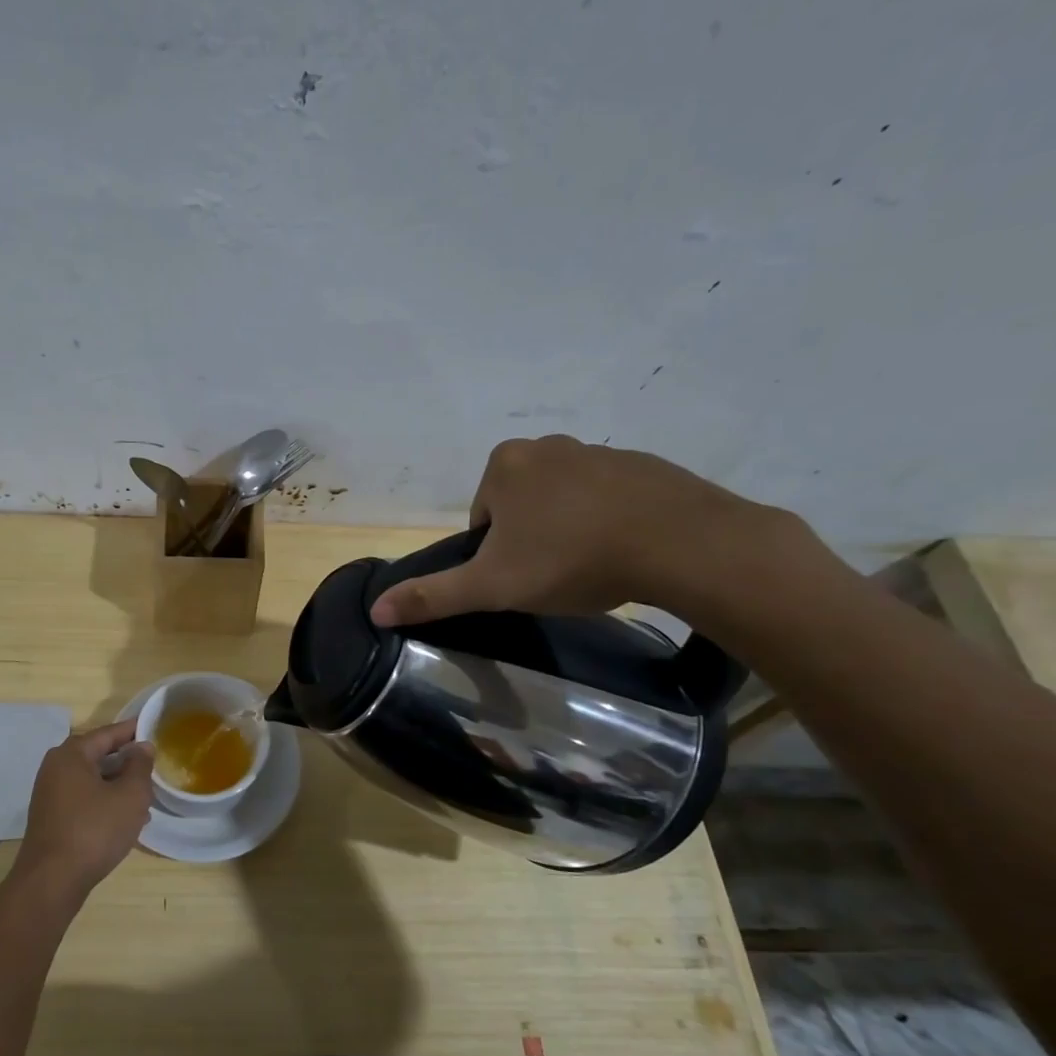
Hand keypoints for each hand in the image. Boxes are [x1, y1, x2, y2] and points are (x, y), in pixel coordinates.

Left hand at [11, 719, 154, 902]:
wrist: (52, 881)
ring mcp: (51, 794)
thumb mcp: (130, 796)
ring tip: (147, 796)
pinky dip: (105, 802)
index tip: (156, 729)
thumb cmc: (94, 830)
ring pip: (93, 780)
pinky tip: (127, 819)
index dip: (134, 730)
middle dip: (128, 762)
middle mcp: (56, 767)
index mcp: (72, 754)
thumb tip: (142, 747)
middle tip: (155, 767)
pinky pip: (85, 799)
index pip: (109, 733)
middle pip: (99, 755)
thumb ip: (140, 766)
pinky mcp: (52, 817)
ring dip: (119, 785)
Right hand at [370, 435, 772, 625]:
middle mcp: (546, 446)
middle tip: (553, 575)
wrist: (679, 543)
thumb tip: (375, 610)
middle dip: (530, 540)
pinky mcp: (642, 465)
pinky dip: (607, 522)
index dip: (494, 555)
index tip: (521, 577)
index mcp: (504, 466)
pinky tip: (624, 551)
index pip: (481, 519)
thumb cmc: (571, 559)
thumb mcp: (492, 586)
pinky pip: (607, 498)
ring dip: (568, 532)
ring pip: (563, 502)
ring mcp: (598, 451)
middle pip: (519, 507)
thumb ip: (433, 596)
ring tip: (590, 567)